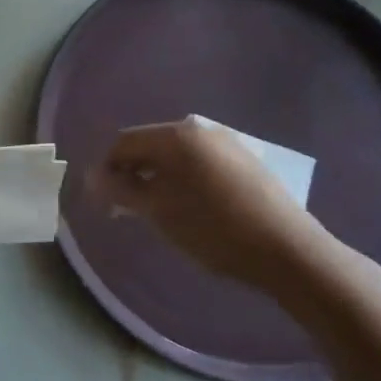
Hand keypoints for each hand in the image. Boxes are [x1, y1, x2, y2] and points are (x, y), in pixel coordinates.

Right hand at [88, 115, 340, 300]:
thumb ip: (120, 190)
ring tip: (157, 211)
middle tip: (126, 209)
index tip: (102, 203)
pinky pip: (199, 163)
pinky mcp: (246, 161)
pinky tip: (189, 208)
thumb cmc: (213, 228)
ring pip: (176, 156)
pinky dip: (183, 180)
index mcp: (176, 136)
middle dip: (132, 174)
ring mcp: (227, 144)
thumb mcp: (157, 211)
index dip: (106, 171)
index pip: (124, 143)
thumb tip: (93, 176)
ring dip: (157, 178)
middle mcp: (201, 130)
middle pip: (150, 146)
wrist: (287, 250)